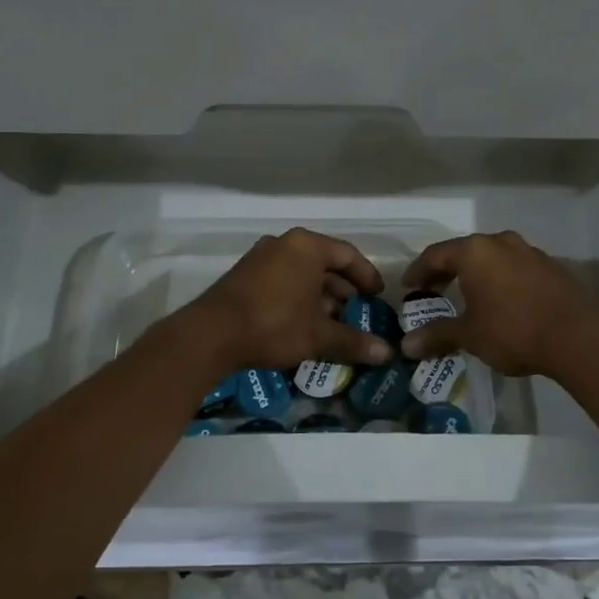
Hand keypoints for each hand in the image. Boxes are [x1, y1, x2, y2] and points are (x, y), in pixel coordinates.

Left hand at [189, 228, 395, 373]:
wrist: (211, 334)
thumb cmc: (274, 324)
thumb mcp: (318, 335)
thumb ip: (353, 341)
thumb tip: (388, 354)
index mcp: (307, 246)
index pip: (347, 254)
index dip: (366, 275)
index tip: (378, 295)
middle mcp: (284, 244)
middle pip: (323, 261)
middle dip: (342, 288)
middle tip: (356, 310)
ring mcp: (260, 257)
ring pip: (300, 272)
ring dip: (319, 294)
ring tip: (331, 320)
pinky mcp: (243, 275)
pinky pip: (281, 279)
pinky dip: (297, 296)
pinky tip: (302, 322)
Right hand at [398, 231, 598, 377]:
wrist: (578, 337)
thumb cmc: (513, 330)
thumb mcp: (469, 335)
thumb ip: (437, 334)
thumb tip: (406, 345)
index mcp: (474, 251)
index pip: (435, 255)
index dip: (418, 271)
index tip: (408, 287)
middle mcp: (500, 242)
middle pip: (464, 252)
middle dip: (446, 271)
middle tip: (433, 291)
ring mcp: (529, 251)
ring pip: (492, 257)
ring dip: (477, 274)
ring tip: (468, 296)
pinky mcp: (551, 266)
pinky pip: (515, 268)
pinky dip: (501, 280)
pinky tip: (502, 301)